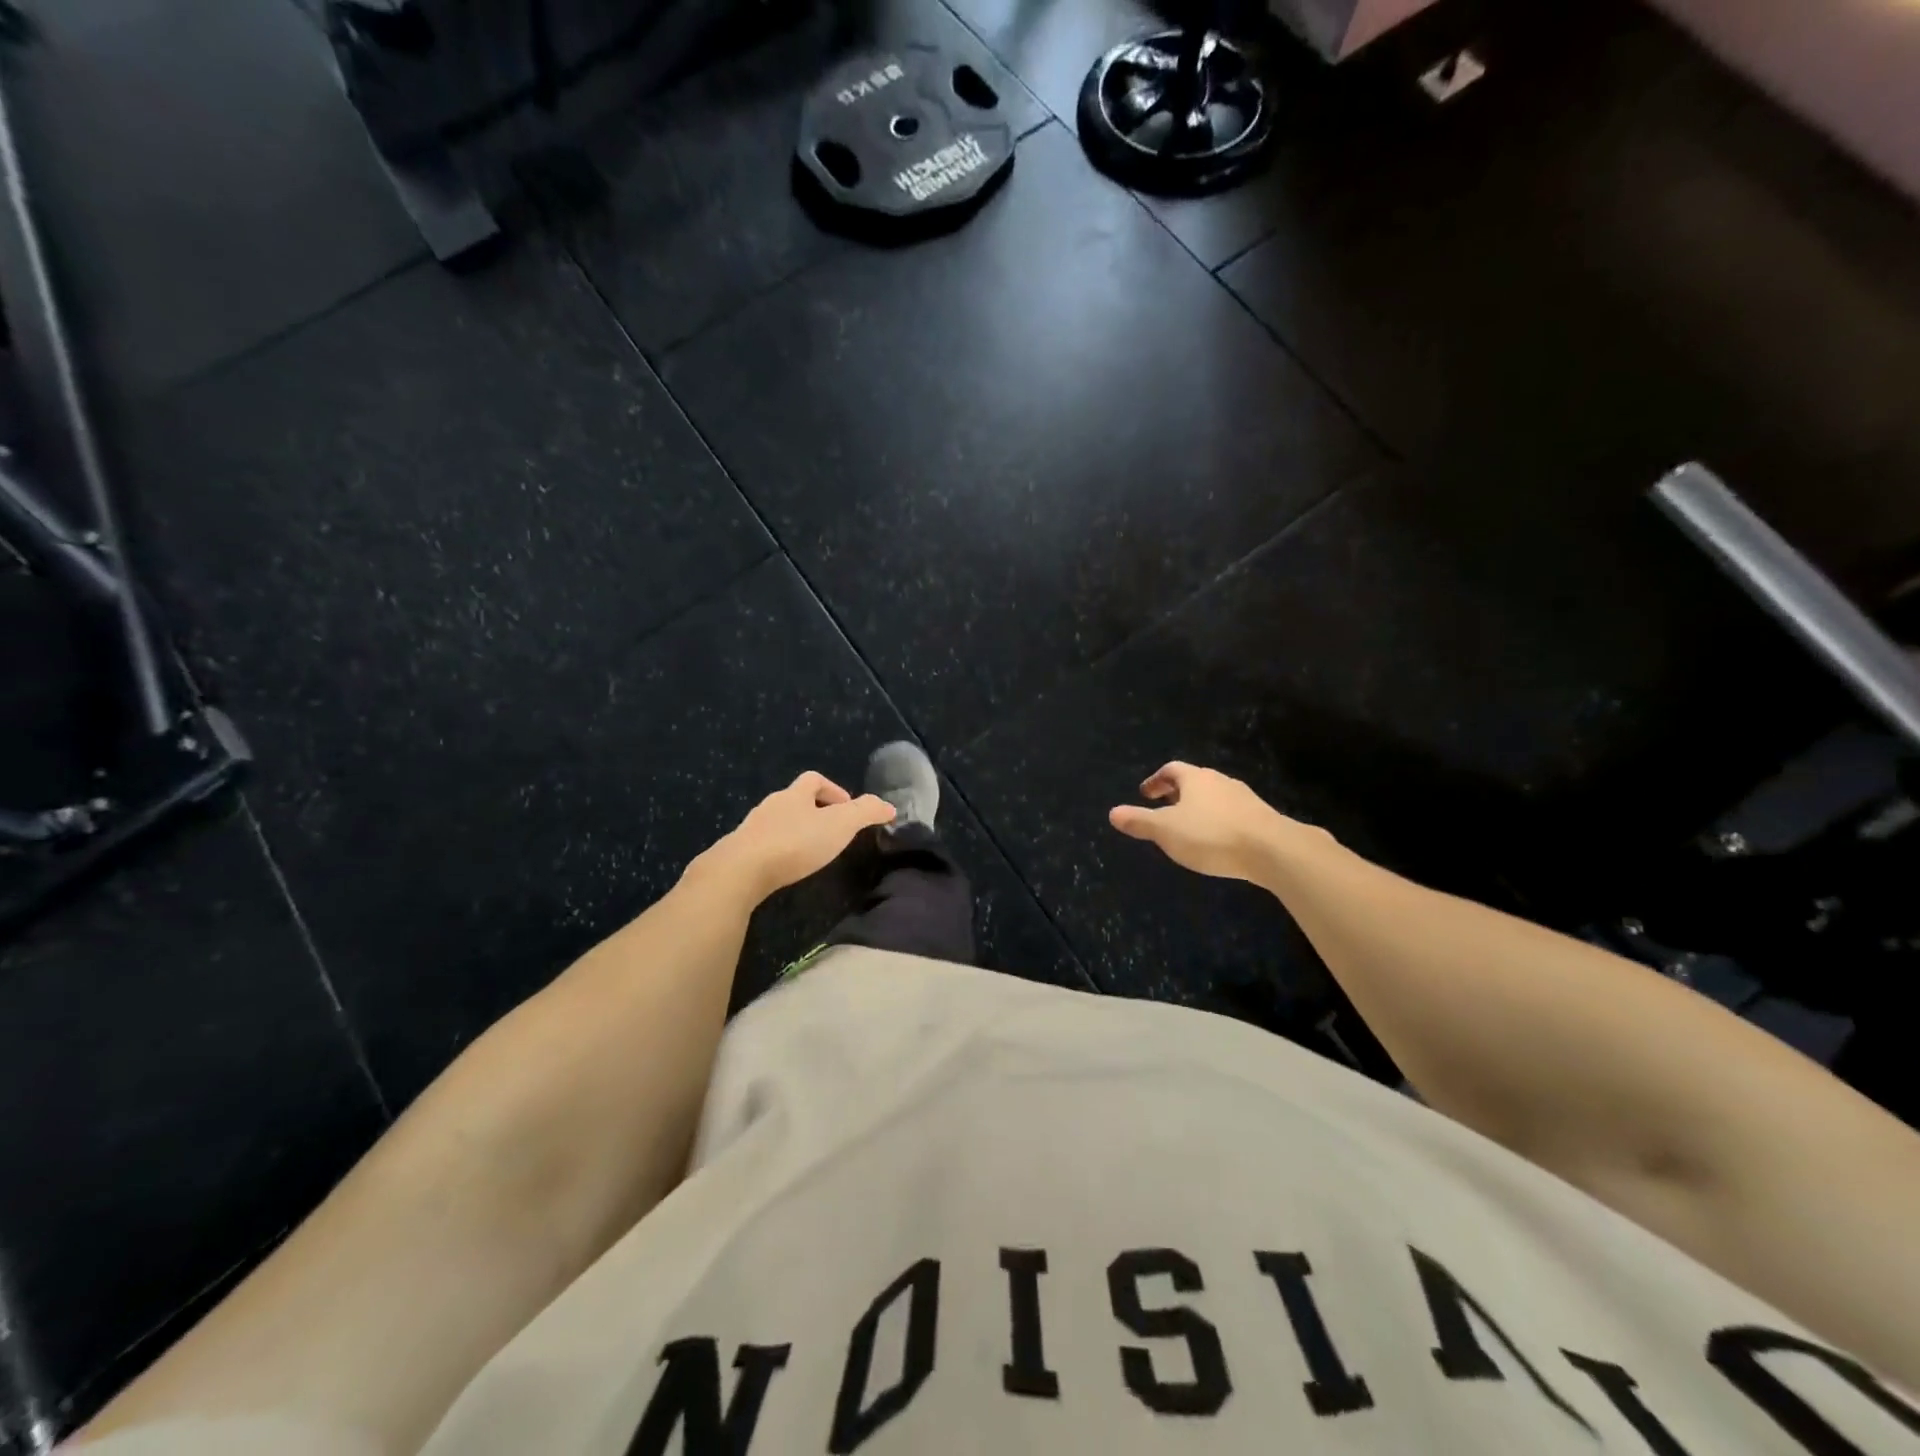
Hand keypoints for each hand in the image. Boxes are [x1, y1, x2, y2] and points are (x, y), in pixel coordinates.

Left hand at [699, 771, 895, 901]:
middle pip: (794, 800)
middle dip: (814, 812)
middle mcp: (770, 805)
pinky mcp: (739, 852)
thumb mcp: (840, 825)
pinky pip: (763, 845)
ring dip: (795, 832)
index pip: (814, 779)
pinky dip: (777, 851)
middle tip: (832, 833)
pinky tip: (785, 868)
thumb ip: (866, 812)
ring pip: (777, 822)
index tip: (847, 808)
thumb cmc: (795, 842)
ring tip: (810, 852)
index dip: (833, 789)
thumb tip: (889, 806)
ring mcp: (751, 829)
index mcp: (794, 794)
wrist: (740, 871)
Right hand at [1108, 762, 1310, 881]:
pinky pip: (1232, 813)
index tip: (1145, 794)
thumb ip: (1139, 821)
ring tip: (1189, 826)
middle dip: (1177, 793)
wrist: (1273, 850)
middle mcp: (1220, 781)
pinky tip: (1217, 840)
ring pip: (1215, 797)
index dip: (1156, 780)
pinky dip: (1218, 821)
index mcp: (1195, 778)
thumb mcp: (1166, 831)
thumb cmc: (1211, 835)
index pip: (1171, 770)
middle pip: (1194, 781)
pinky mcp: (1261, 818)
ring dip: (1199, 807)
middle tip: (1164, 808)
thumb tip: (1112, 812)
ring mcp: (1244, 798)